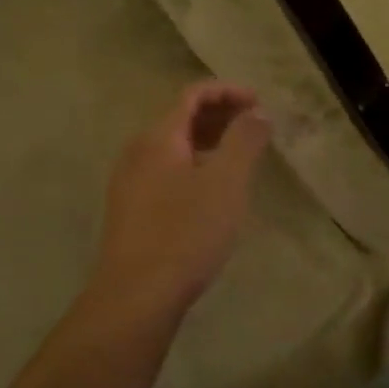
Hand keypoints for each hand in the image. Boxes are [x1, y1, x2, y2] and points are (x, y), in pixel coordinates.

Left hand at [88, 80, 271, 319]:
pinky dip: (193, 165)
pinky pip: (166, 171)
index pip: (192, 95)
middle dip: (219, 115)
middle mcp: (138, 152)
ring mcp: (130, 182)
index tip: (259, 103)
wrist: (136, 296)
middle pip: (180, 118)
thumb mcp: (226, 183)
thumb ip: (244, 141)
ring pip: (173, 147)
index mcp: (158, 138)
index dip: (227, 91)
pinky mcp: (131, 210)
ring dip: (207, 141)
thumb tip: (257, 112)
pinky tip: (211, 190)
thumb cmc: (185, 233)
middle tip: (254, 126)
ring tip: (239, 156)